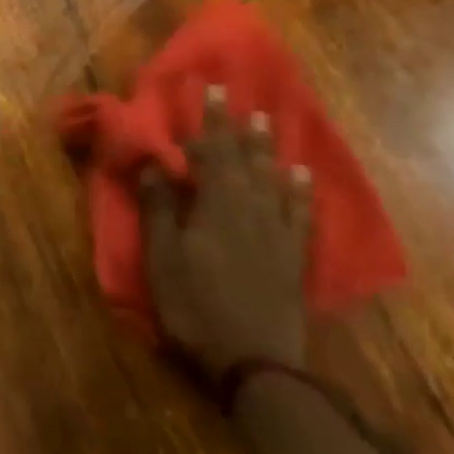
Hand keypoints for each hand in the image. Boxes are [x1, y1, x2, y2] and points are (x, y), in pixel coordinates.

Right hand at [143, 85, 313, 378]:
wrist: (256, 363)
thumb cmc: (196, 308)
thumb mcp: (163, 260)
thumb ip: (160, 210)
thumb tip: (154, 164)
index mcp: (215, 208)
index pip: (210, 155)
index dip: (207, 122)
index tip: (209, 90)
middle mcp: (249, 211)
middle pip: (242, 160)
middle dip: (235, 126)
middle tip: (237, 94)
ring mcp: (275, 234)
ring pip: (271, 180)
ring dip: (266, 149)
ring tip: (266, 121)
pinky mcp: (292, 257)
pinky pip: (298, 213)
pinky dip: (298, 190)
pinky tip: (299, 175)